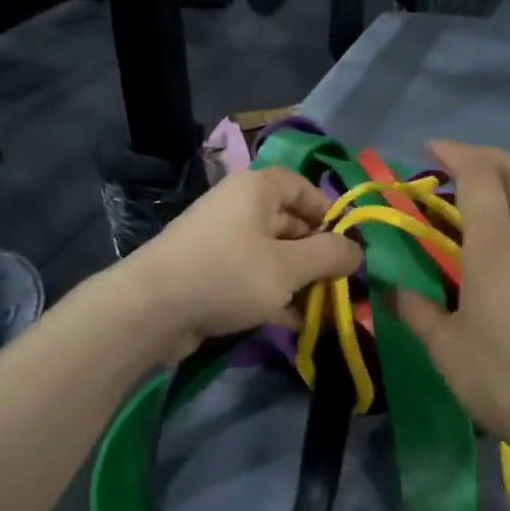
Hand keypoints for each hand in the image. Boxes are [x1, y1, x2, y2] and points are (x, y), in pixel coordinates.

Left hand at [118, 167, 362, 359]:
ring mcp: (222, 241)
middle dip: (317, 254)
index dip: (329, 212)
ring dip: (299, 280)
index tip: (349, 244)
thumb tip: (357, 250)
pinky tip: (295, 323)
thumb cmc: (227, 274)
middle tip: (343, 283)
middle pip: (290, 223)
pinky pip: (252, 277)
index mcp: (257, 189)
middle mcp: (239, 208)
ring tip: (325, 308)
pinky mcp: (210, 273)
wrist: (152, 309)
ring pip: (273, 255)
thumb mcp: (288, 266)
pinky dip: (274, 295)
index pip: (303, 187)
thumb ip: (328, 255)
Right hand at [395, 142, 509, 471]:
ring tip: (488, 189)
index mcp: (496, 248)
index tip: (430, 150)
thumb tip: (387, 286)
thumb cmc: (499, 379)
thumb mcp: (443, 346)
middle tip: (456, 161)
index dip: (456, 154)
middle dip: (487, 155)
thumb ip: (413, 307)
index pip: (480, 177)